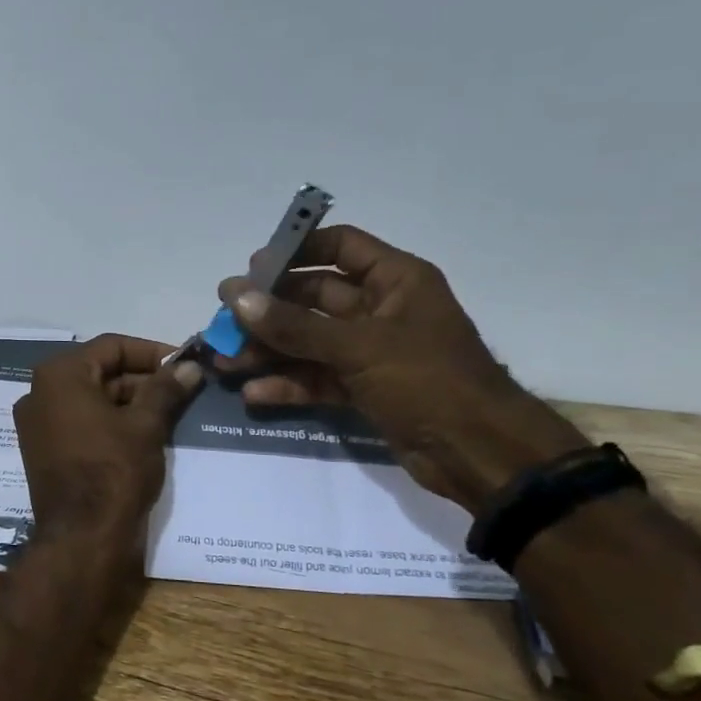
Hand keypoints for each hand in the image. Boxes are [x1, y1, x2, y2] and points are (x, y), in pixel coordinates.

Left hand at [14, 335, 203, 546]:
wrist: (82, 538)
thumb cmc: (113, 471)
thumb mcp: (145, 425)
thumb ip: (166, 389)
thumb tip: (189, 367)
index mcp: (58, 376)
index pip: (111, 346)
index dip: (152, 352)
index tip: (184, 365)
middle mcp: (39, 393)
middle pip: (99, 372)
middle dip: (142, 380)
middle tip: (183, 391)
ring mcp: (38, 424)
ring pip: (91, 399)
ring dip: (130, 402)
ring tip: (171, 413)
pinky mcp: (44, 451)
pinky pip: (81, 423)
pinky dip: (111, 423)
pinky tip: (145, 434)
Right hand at [216, 225, 588, 509]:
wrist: (479, 453)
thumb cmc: (428, 381)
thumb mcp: (358, 347)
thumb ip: (294, 325)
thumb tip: (237, 298)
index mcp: (396, 280)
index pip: (340, 247)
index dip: (296, 252)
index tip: (251, 269)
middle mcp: (382, 309)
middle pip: (313, 298)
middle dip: (268, 311)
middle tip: (222, 321)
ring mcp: (371, 352)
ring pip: (309, 341)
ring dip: (269, 350)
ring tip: (224, 361)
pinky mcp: (365, 389)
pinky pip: (318, 377)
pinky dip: (289, 384)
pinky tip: (254, 392)